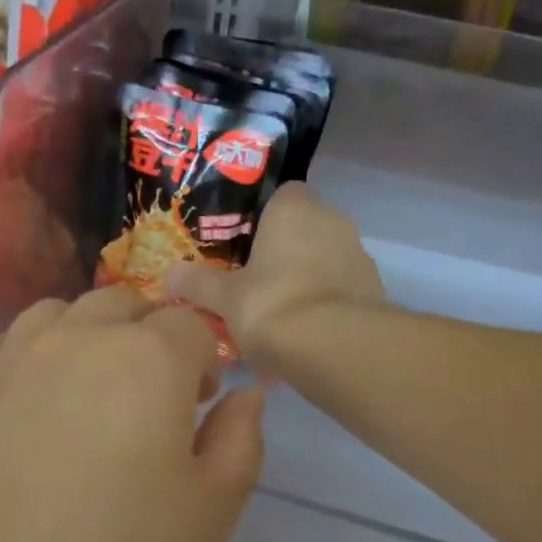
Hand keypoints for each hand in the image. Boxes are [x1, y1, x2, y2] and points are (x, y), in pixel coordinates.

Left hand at [0, 288, 265, 541]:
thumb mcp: (212, 507)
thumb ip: (241, 438)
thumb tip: (245, 395)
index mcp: (148, 358)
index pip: (189, 326)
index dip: (203, 361)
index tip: (200, 404)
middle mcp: (78, 338)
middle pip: (123, 305)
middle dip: (149, 336)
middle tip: (151, 396)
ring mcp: (13, 358)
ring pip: (60, 313)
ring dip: (88, 335)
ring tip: (91, 390)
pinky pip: (8, 344)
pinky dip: (34, 354)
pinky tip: (36, 400)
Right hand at [165, 183, 384, 366]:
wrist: (333, 347)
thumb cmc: (271, 305)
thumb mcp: (224, 297)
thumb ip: (197, 283)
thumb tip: (168, 276)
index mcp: (295, 208)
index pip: (282, 195)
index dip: (262, 218)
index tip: (244, 246)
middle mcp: (333, 220)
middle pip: (304, 229)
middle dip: (283, 253)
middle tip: (255, 284)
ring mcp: (358, 255)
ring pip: (325, 261)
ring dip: (306, 280)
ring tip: (279, 316)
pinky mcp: (373, 290)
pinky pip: (341, 291)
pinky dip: (325, 306)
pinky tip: (305, 335)